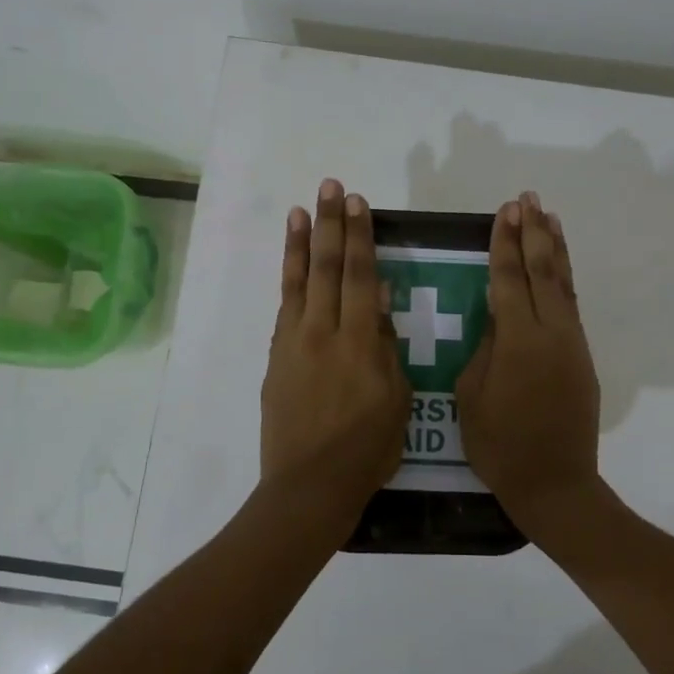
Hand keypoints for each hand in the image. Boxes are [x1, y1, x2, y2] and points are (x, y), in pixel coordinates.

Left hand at [260, 179, 411, 532]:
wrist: (309, 486)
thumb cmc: (366, 450)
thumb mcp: (395, 400)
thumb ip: (385, 347)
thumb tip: (378, 299)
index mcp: (360, 343)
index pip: (360, 276)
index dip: (360, 237)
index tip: (359, 204)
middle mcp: (324, 332)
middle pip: (328, 268)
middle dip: (332, 225)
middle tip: (333, 187)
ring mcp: (294, 343)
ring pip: (299, 281)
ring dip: (302, 242)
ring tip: (303, 209)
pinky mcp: (277, 357)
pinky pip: (284, 307)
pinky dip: (287, 279)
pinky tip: (291, 261)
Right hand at [456, 192, 605, 538]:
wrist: (555, 483)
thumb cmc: (500, 445)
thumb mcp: (471, 396)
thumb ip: (484, 349)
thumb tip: (496, 317)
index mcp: (517, 341)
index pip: (509, 279)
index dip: (505, 244)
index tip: (504, 212)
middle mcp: (551, 333)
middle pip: (542, 271)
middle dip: (533, 233)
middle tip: (527, 200)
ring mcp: (572, 344)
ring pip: (564, 285)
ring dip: (555, 248)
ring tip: (549, 217)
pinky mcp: (582, 358)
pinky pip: (571, 306)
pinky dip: (564, 279)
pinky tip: (558, 267)